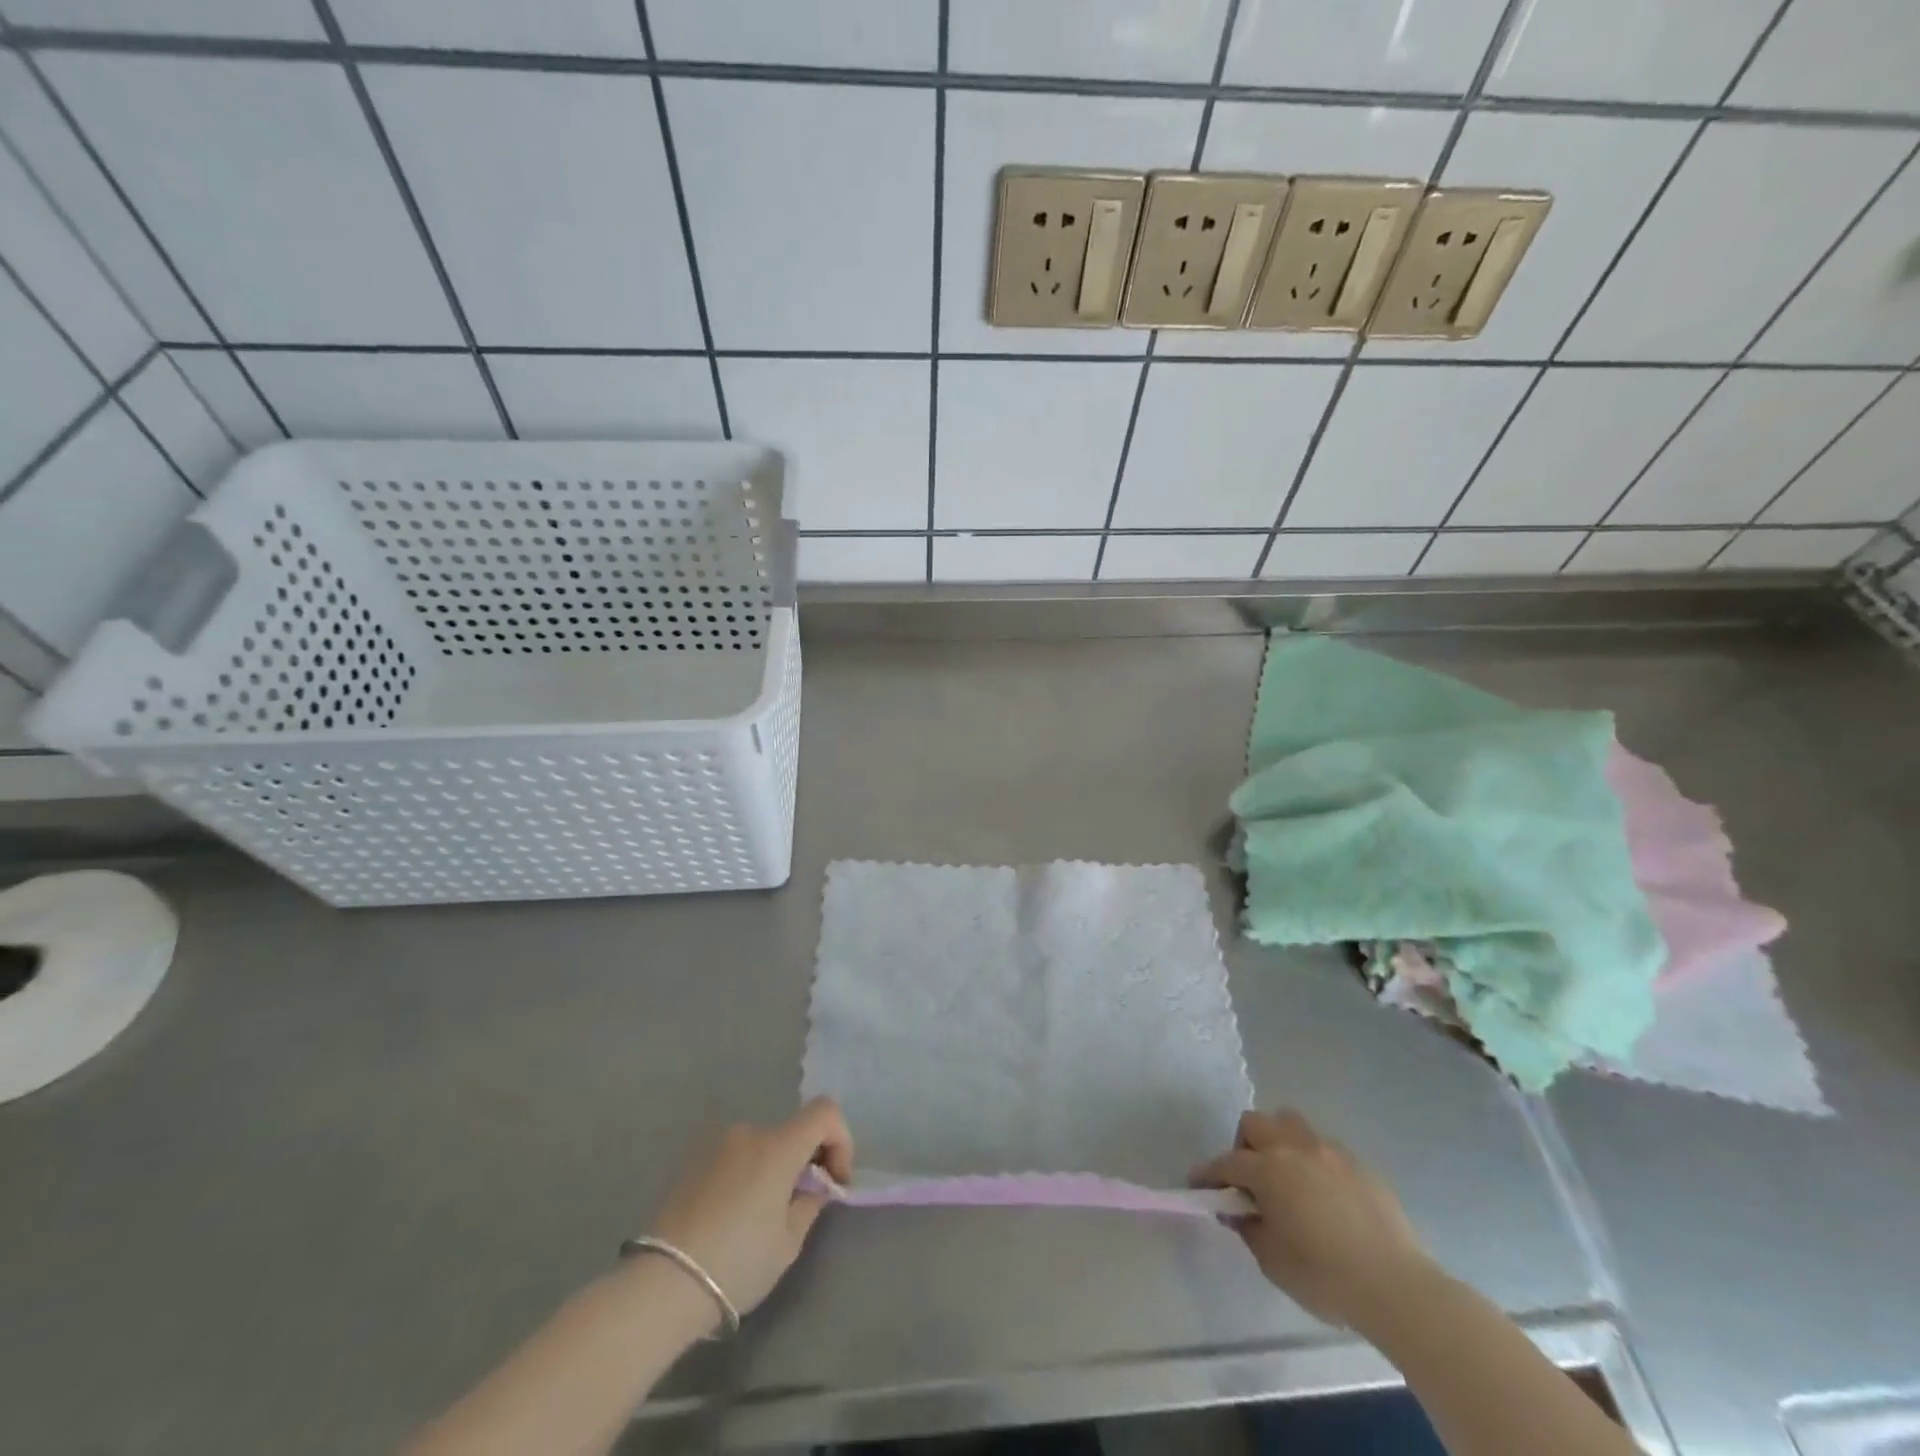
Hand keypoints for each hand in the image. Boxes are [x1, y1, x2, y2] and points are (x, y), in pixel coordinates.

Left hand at [647, 1098, 854, 1319]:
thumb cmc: (736, 1264)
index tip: (834, 1180)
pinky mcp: (693, 1162)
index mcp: (778, 1146)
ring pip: (763, 1146)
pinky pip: (735, 1158)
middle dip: (806, 1161)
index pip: (825, 1112)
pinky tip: (733, 1217)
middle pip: (793, 1131)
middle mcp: (749, 1133)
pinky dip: (747, 1175)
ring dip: (774, 1169)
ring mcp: (717, 1145)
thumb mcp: (788, 1243)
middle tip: (801, 1205)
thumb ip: (810, 1202)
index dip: (840, 1140)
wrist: (661, 1285)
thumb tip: (815, 1185)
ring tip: (762, 1217)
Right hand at [1193, 1109, 1435, 1332]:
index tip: (1198, 1184)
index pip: (1226, 1163)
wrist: (1397, 1287)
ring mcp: (1330, 1153)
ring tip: (1286, 1177)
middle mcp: (1295, 1149)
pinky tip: (1324, 1196)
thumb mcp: (1272, 1260)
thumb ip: (1249, 1227)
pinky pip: (1325, 1149)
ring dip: (1279, 1142)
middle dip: (1244, 1145)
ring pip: (1292, 1124)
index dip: (1208, 1173)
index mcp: (1268, 1169)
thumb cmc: (1325, 1277)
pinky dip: (1313, 1162)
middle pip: (1256, 1123)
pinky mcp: (1360, 1166)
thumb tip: (1239, 1211)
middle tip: (1249, 1180)